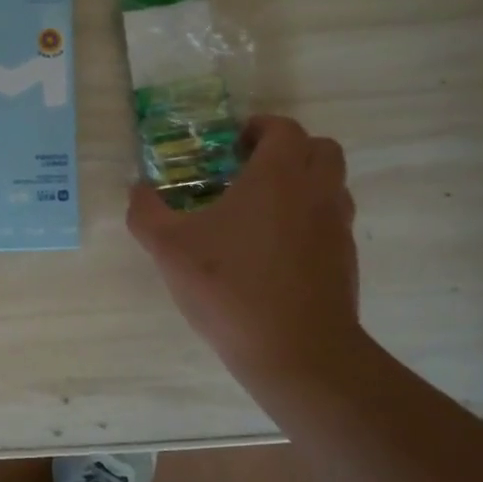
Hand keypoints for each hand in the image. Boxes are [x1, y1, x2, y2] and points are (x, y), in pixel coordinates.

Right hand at [127, 114, 362, 385]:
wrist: (297, 353)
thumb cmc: (230, 287)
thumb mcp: (169, 248)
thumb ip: (146, 212)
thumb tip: (137, 189)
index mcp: (278, 176)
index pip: (283, 128)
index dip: (259, 128)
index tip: (231, 146)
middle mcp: (316, 192)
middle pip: (320, 149)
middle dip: (287, 151)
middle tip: (250, 172)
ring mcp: (337, 227)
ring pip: (331, 186)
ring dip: (302, 184)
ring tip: (261, 211)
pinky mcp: (345, 261)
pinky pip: (331, 222)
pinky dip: (308, 221)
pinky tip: (273, 251)